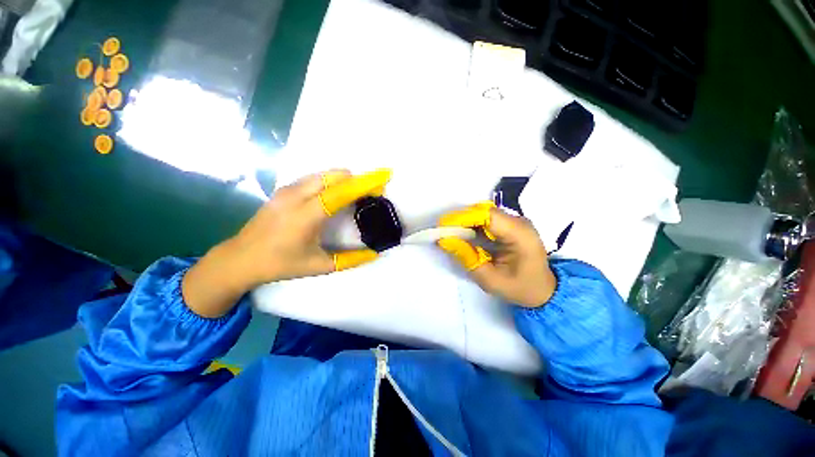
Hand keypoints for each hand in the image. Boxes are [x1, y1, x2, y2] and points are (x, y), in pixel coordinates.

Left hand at [182, 169, 391, 317]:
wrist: (240, 258)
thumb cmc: (280, 264)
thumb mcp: (319, 266)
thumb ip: (350, 260)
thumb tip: (375, 253)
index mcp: (306, 216)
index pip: (341, 192)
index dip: (363, 184)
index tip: (381, 178)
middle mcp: (296, 197)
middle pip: (333, 177)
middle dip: (356, 179)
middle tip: (371, 189)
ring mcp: (287, 191)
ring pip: (322, 175)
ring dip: (343, 178)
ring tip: (357, 190)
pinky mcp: (282, 190)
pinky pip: (312, 178)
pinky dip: (329, 180)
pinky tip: (335, 191)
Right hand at [437, 202, 556, 307]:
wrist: (544, 291)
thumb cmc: (519, 288)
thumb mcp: (489, 279)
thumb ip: (467, 258)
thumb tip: (444, 240)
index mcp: (519, 235)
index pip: (488, 216)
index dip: (463, 217)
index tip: (443, 225)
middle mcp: (519, 222)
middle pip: (484, 211)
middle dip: (461, 219)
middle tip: (443, 230)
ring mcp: (516, 222)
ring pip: (484, 214)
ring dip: (465, 222)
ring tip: (449, 233)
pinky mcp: (510, 225)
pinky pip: (487, 219)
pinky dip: (473, 225)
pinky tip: (463, 234)